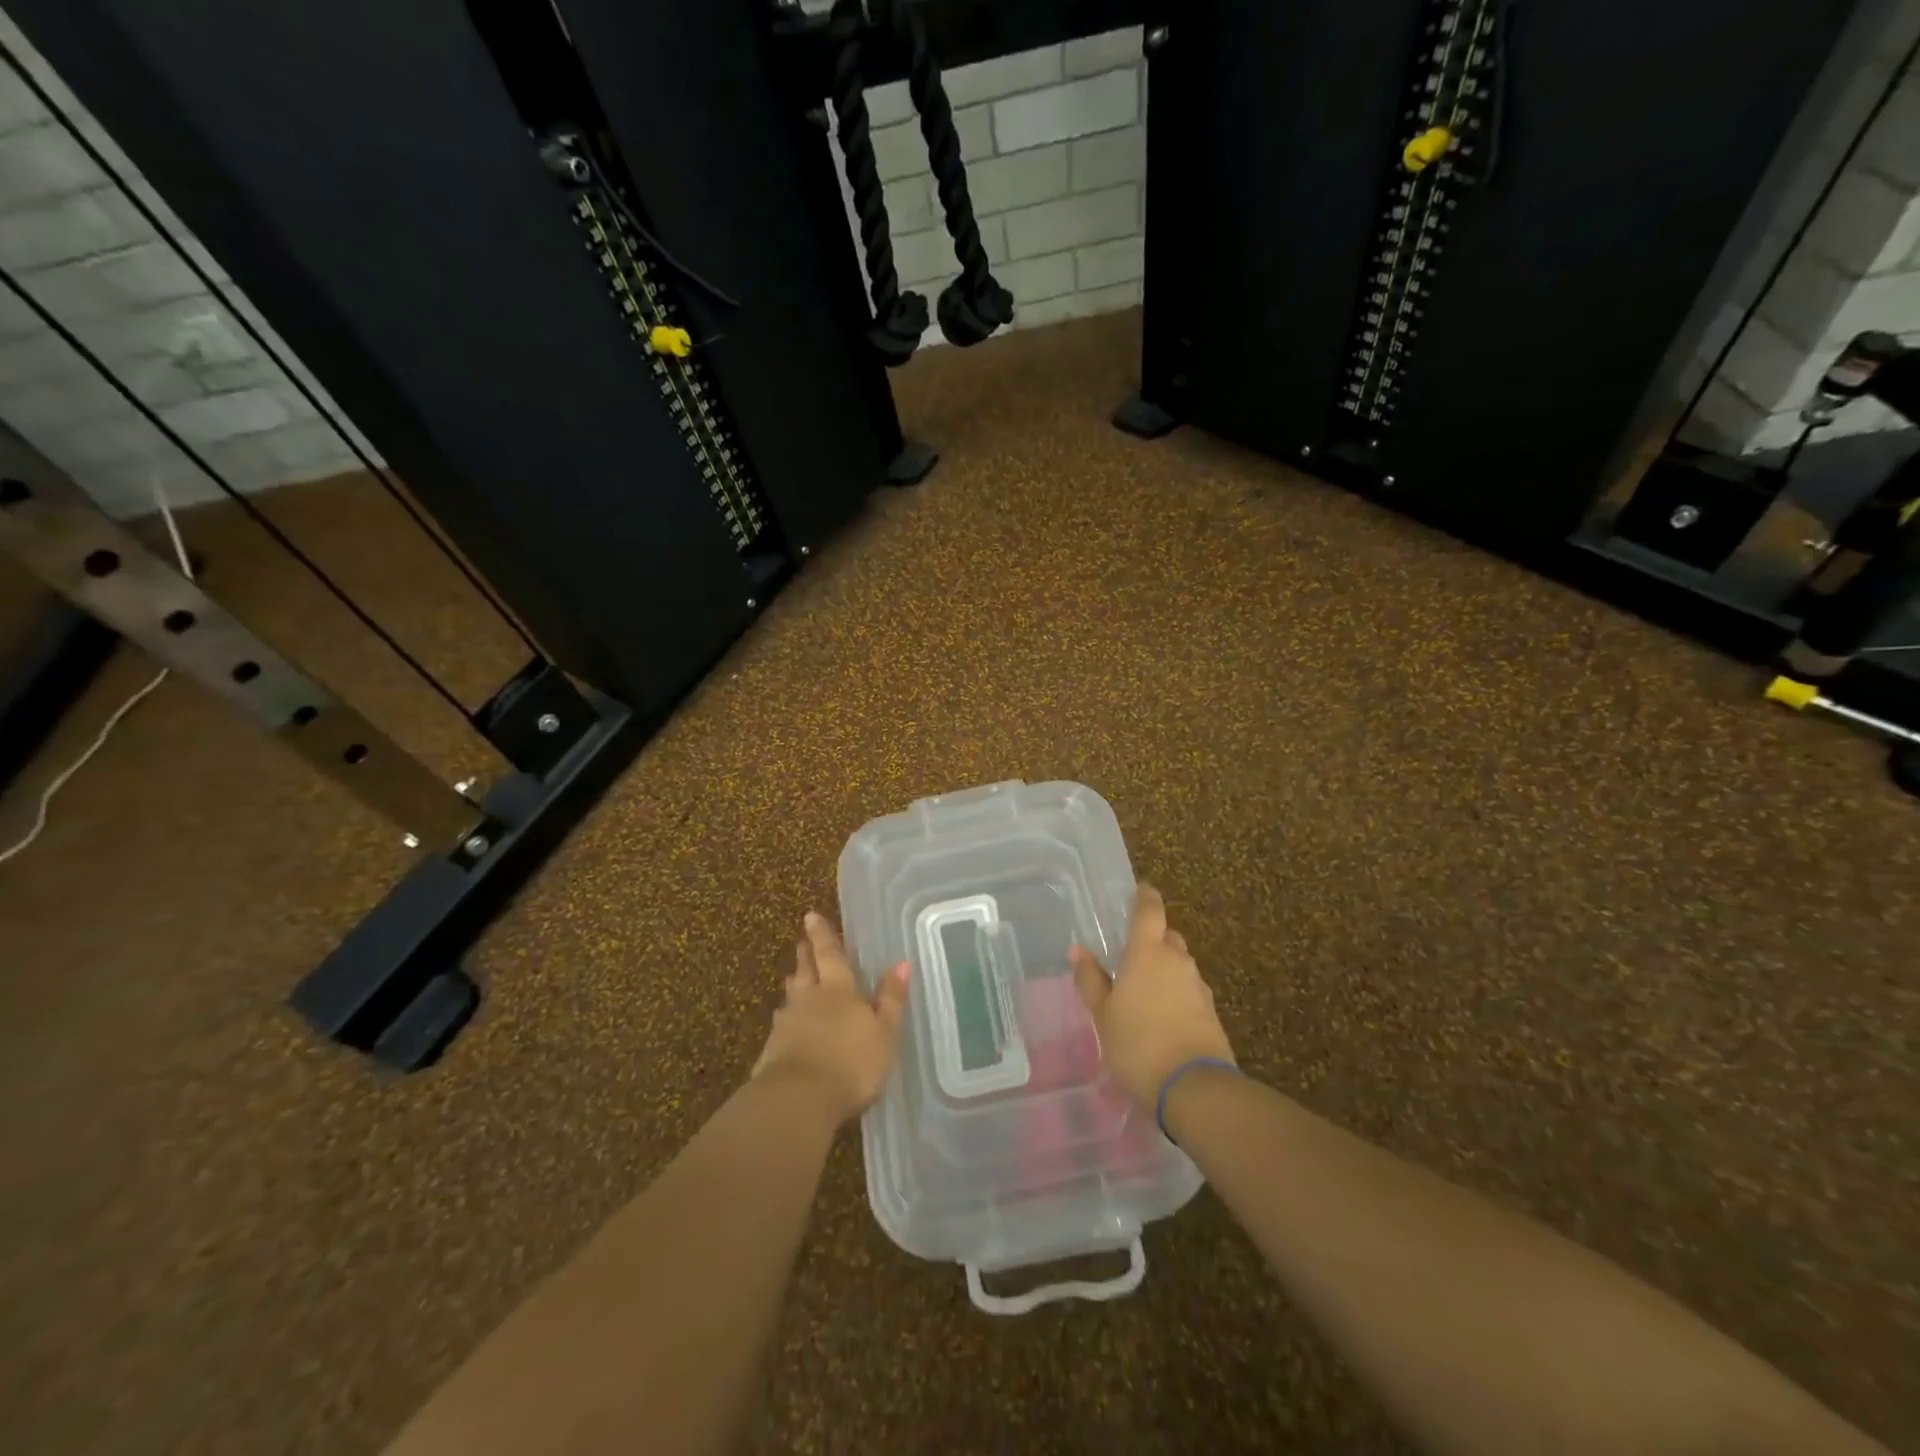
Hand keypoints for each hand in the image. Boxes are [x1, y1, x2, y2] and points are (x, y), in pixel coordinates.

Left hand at [753, 911, 910, 1126]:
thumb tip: (902, 963)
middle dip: (805, 954)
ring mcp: (787, 1024)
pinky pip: (782, 1024)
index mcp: (838, 989)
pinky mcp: (773, 1050)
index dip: (822, 935)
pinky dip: (787, 1018)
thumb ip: (891, 999)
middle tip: (801, 941)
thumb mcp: (883, 1032)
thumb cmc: (851, 1063)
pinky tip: (787, 1025)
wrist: (798, 1101)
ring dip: (794, 984)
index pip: (830, 954)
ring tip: (794, 976)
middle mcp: (809, 999)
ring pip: (791, 996)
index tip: (811, 916)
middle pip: (805, 970)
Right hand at [1070, 883, 1235, 1107]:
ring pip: (1179, 965)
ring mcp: (1198, 986)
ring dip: (1164, 969)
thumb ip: (1091, 980)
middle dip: (1153, 939)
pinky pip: (1188, 990)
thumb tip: (1078, 950)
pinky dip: (1175, 994)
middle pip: (1167, 937)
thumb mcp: (1103, 1014)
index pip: (1149, 910)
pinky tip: (1162, 1016)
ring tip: (1143, 990)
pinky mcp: (1211, 1012)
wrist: (1193, 1087)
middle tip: (1131, 953)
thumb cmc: (1137, 1043)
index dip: (1145, 897)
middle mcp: (1177, 960)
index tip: (1141, 889)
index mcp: (1148, 952)